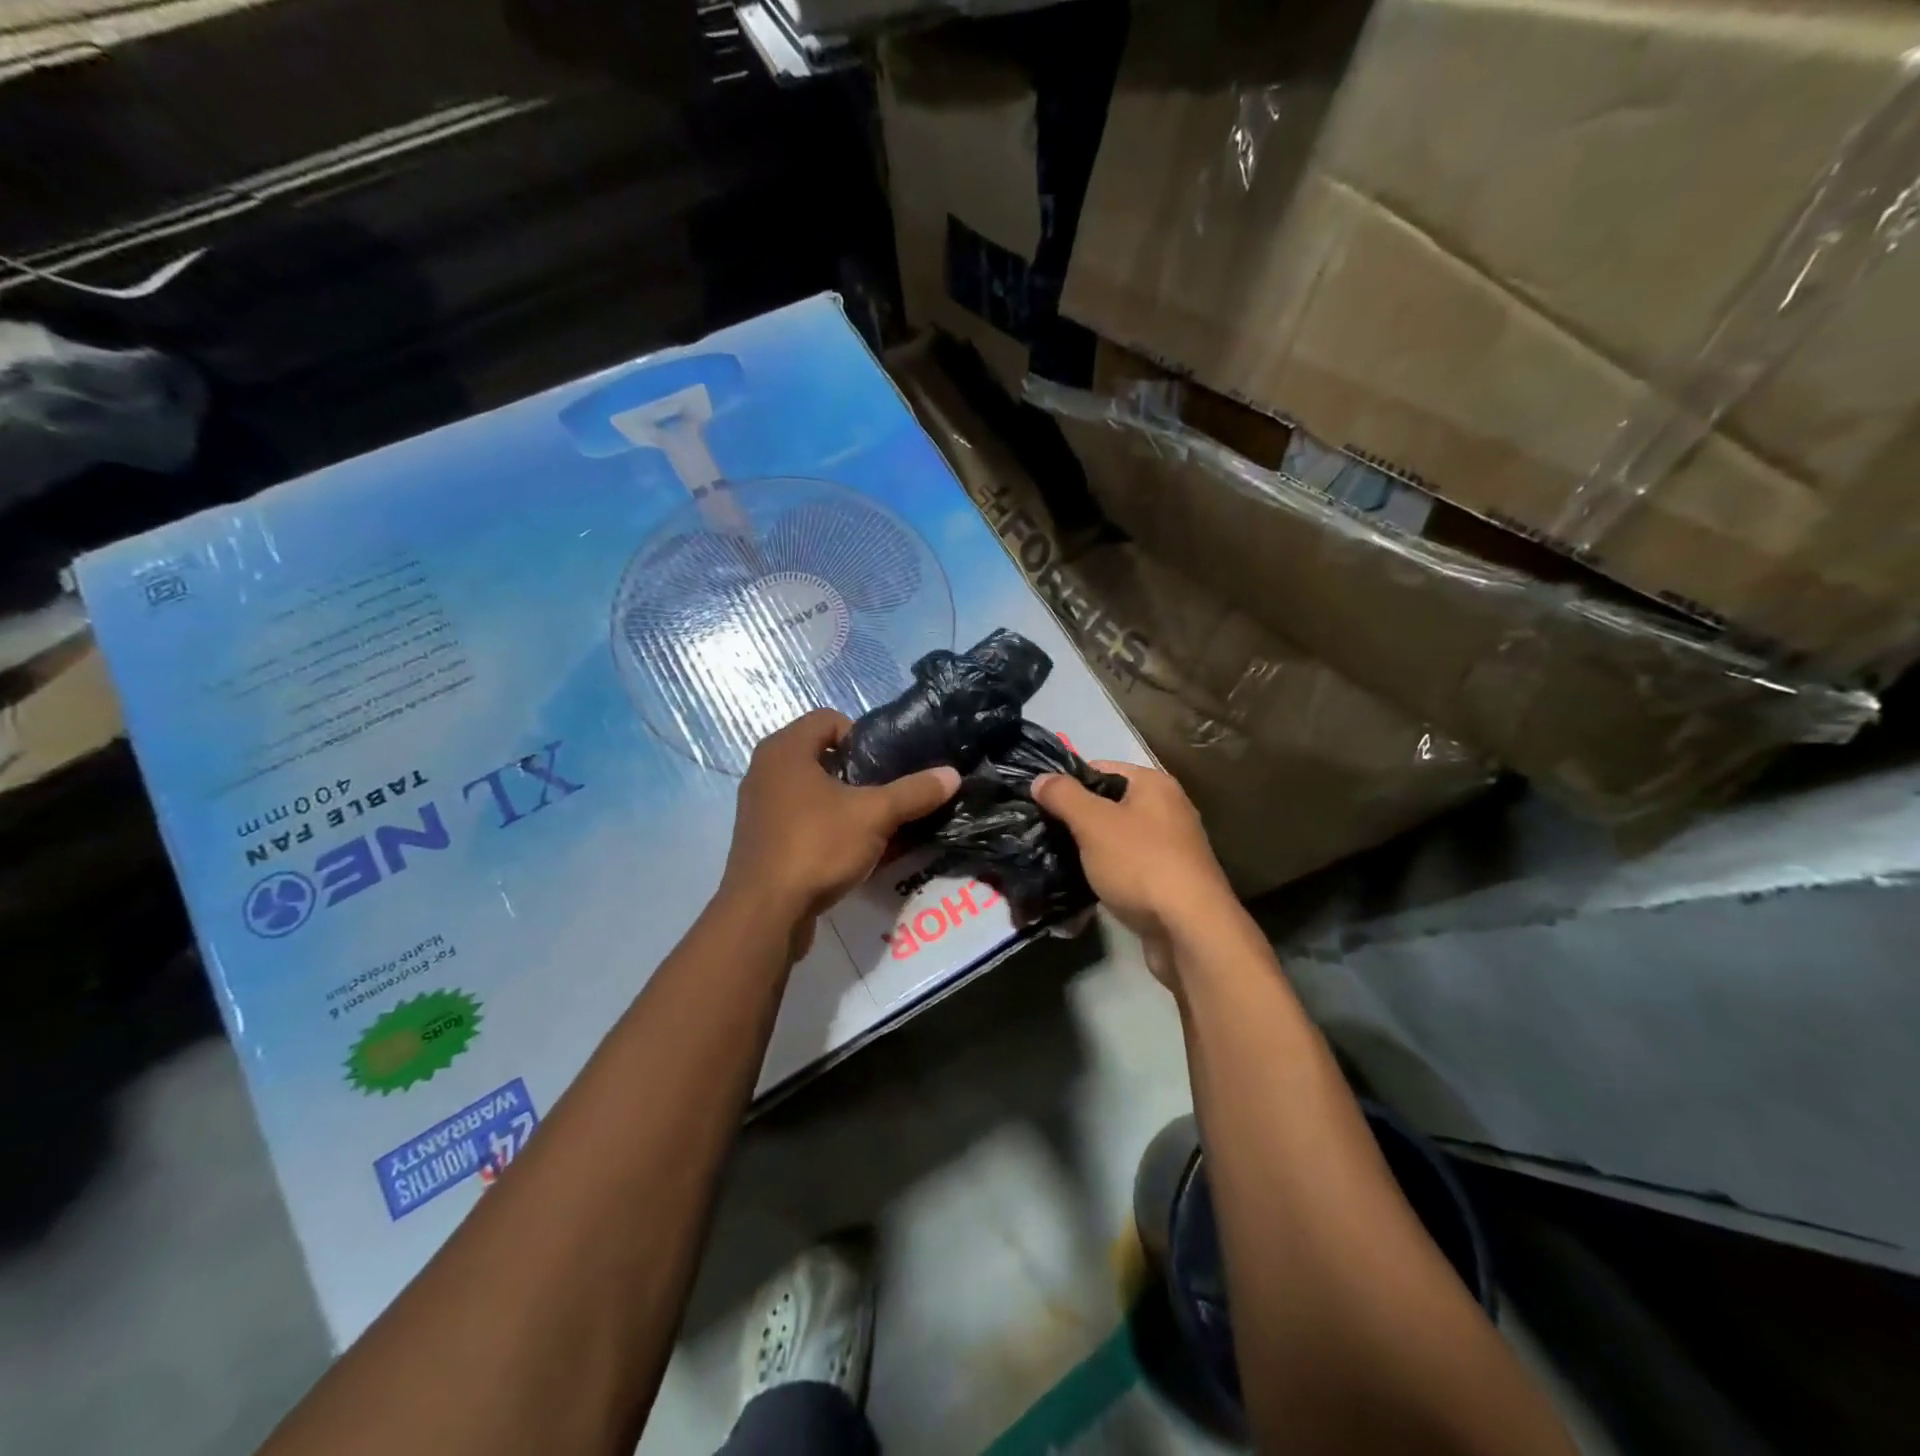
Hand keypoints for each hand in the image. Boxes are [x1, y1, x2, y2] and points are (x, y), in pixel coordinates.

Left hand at [721, 709, 960, 958]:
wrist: (765, 913)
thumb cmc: (817, 846)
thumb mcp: (875, 816)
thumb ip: (914, 792)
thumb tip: (952, 774)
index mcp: (785, 749)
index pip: (828, 719)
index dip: (862, 735)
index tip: (884, 765)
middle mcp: (765, 769)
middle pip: (820, 754)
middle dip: (856, 771)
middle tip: (883, 793)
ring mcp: (757, 805)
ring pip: (809, 788)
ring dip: (841, 800)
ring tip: (871, 822)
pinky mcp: (759, 838)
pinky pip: (798, 817)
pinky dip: (823, 825)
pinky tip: (847, 849)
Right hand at [1033, 762, 1238, 985]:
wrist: (1190, 930)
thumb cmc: (1141, 864)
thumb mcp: (1093, 823)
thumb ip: (1063, 796)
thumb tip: (1040, 779)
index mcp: (1154, 785)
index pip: (1100, 769)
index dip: (1068, 783)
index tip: (1038, 803)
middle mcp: (1167, 810)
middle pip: (1108, 804)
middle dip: (1075, 819)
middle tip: (1042, 833)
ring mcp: (1170, 848)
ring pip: (1116, 839)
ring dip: (1088, 850)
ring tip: (1054, 860)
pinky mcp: (1167, 882)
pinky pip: (1127, 868)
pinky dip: (1105, 874)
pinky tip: (1081, 886)